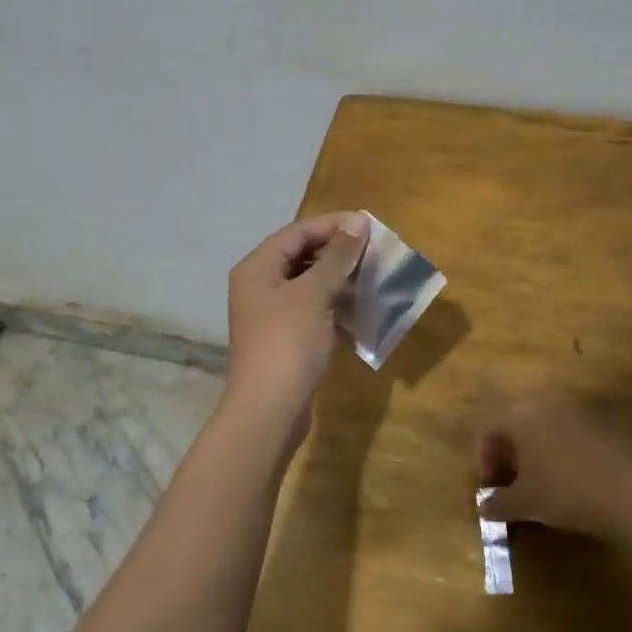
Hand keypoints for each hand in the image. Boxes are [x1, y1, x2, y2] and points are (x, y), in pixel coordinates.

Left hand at [225, 211, 368, 427]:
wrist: (269, 409)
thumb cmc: (288, 343)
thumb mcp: (314, 293)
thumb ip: (337, 256)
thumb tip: (358, 221)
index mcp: (257, 267)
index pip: (297, 232)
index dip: (333, 225)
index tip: (369, 226)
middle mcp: (259, 285)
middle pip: (300, 254)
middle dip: (337, 251)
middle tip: (374, 251)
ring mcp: (270, 313)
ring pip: (307, 283)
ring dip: (338, 277)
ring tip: (371, 275)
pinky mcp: (283, 337)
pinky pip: (310, 308)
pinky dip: (333, 303)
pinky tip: (359, 306)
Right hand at [477, 393, 631, 621]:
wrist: (630, 493)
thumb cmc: (564, 492)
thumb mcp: (525, 503)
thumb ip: (498, 503)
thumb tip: (483, 506)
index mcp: (519, 416)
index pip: (489, 429)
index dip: (483, 458)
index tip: (490, 487)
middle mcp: (545, 403)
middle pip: (516, 422)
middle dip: (509, 451)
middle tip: (511, 481)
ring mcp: (577, 410)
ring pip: (545, 425)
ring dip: (536, 450)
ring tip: (540, 481)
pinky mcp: (603, 422)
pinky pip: (571, 432)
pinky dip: (562, 451)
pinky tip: (571, 478)